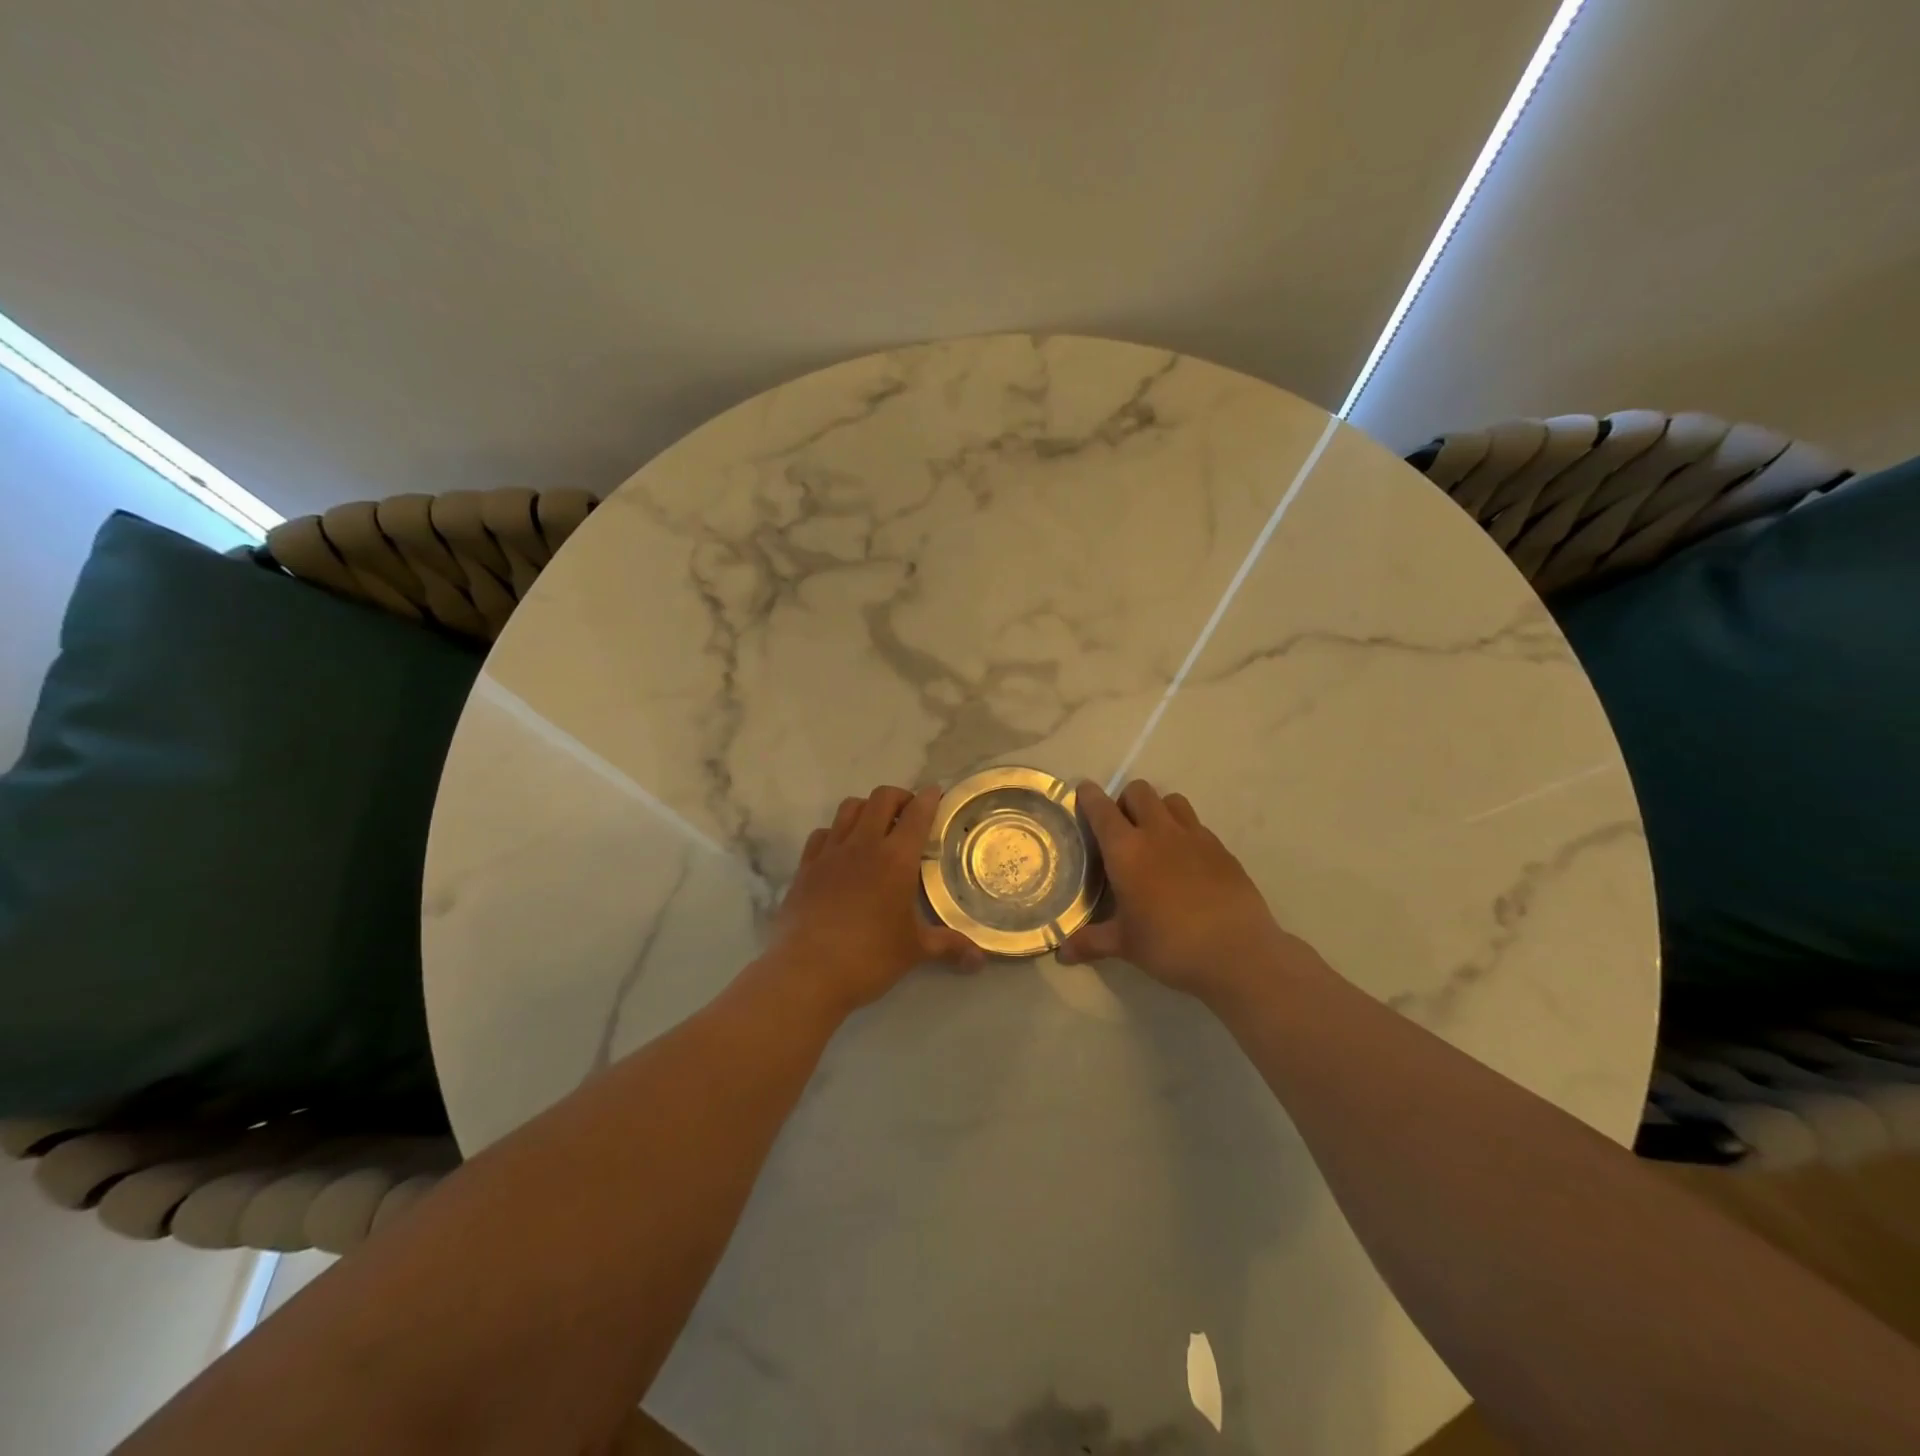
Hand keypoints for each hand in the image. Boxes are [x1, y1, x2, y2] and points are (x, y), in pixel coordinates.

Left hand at [761, 785, 982, 1018]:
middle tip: (909, 814)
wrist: (806, 972)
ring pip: (849, 808)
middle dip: (899, 797)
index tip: (935, 793)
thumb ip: (948, 946)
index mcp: (896, 859)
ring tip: (876, 826)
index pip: (917, 814)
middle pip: (881, 798)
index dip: (929, 798)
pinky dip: (836, 832)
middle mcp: (863, 845)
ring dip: (867, 808)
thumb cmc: (869, 957)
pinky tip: (841, 850)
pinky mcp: (806, 867)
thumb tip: (980, 959)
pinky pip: (822, 833)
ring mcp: (830, 852)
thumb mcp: (915, 951)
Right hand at [1058, 779, 1304, 1004]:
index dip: (1089, 796)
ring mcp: (1194, 837)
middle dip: (1125, 800)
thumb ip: (1091, 942)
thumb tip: (1061, 952)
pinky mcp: (1221, 849)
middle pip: (1139, 792)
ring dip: (1158, 810)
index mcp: (1126, 850)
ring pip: (1171, 801)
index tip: (1083, 792)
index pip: (1101, 809)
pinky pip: (1197, 825)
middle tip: (1121, 828)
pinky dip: (1185, 833)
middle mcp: (1158, 833)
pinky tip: (1186, 863)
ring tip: (1155, 838)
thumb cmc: (1169, 945)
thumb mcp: (1125, 945)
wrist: (1237, 952)